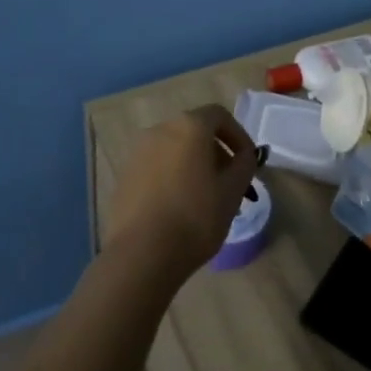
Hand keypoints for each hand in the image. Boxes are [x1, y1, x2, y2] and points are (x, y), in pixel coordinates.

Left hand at [104, 105, 261, 282]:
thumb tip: (243, 156)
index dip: (238, 135)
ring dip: (194, 166)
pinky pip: (156, 168)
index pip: (219, 116)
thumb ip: (244, 165)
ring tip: (205, 199)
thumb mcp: (232, 192)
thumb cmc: (195, 218)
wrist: (141, 254)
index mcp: (189, 127)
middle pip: (195, 132)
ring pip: (175, 150)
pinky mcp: (124, 176)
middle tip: (229, 184)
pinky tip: (178, 208)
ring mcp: (138, 153)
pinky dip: (172, 177)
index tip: (247, 161)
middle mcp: (160, 130)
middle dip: (216, 153)